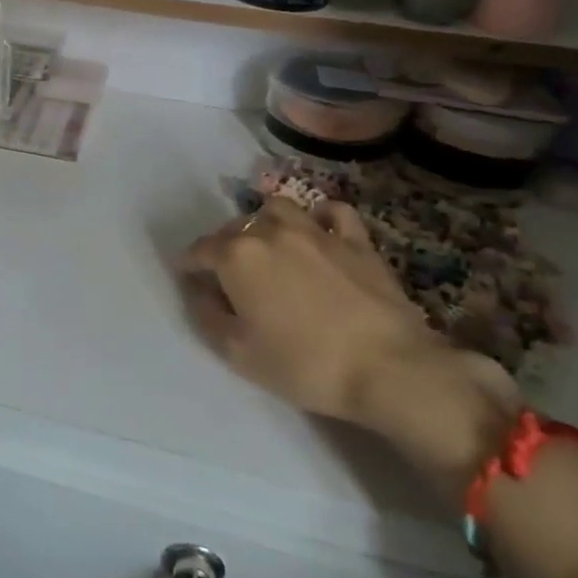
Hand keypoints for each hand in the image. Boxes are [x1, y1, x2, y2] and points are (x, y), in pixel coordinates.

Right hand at [178, 198, 520, 500]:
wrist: (390, 368)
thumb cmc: (305, 364)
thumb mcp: (239, 353)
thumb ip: (208, 317)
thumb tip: (200, 292)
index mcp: (236, 256)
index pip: (199, 250)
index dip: (188, 265)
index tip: (187, 277)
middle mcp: (269, 231)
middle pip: (234, 227)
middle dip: (223, 245)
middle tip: (227, 273)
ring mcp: (315, 231)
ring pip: (277, 208)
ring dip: (264, 222)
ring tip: (266, 244)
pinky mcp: (355, 241)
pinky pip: (332, 212)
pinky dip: (320, 217)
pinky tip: (318, 231)